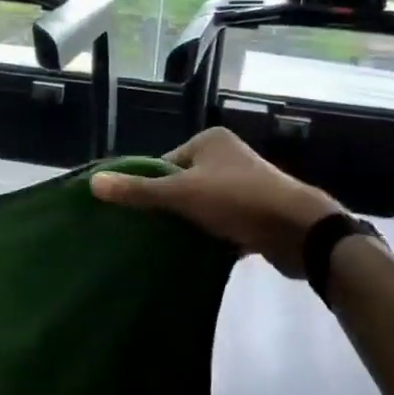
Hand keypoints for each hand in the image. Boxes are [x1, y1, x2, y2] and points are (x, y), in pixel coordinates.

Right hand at [90, 127, 339, 275]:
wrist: (300, 231)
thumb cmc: (237, 200)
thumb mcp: (181, 193)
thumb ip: (138, 191)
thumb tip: (93, 183)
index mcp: (211, 141)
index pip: (165, 162)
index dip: (151, 186)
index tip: (142, 213)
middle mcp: (229, 157)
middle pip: (183, 183)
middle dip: (170, 207)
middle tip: (152, 231)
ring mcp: (246, 184)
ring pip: (203, 205)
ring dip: (191, 223)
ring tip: (172, 244)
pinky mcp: (258, 212)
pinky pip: (223, 222)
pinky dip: (212, 235)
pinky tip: (199, 253)